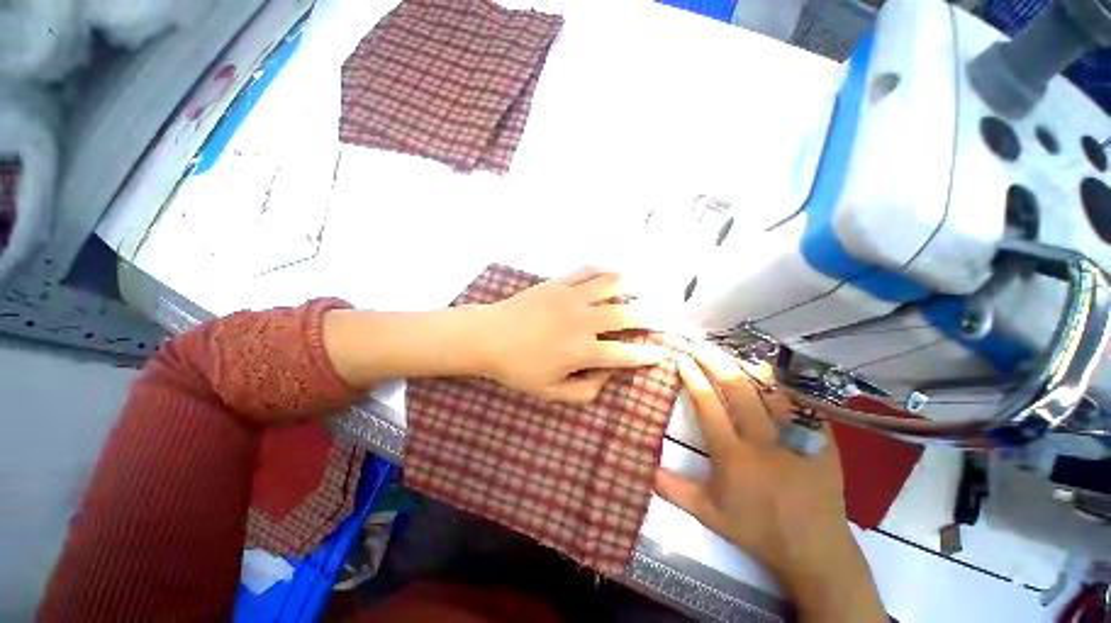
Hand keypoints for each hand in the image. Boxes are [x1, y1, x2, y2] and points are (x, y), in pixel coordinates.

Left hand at [472, 267, 668, 402]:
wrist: (487, 336)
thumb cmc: (516, 368)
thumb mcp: (549, 392)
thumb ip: (584, 391)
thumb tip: (607, 377)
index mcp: (582, 351)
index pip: (626, 355)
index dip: (648, 355)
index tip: (663, 353)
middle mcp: (583, 321)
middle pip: (628, 316)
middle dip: (653, 319)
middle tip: (666, 320)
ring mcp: (571, 297)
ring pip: (613, 286)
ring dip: (633, 289)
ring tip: (644, 293)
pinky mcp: (558, 283)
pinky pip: (588, 271)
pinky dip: (605, 272)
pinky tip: (613, 276)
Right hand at [655, 344, 884, 622]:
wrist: (815, 550)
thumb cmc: (757, 530)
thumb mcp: (708, 514)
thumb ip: (673, 489)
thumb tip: (643, 467)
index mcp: (733, 455)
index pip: (708, 404)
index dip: (692, 377)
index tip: (681, 359)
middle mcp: (762, 439)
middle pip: (737, 387)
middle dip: (714, 361)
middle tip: (699, 346)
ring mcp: (795, 437)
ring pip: (770, 389)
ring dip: (746, 366)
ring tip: (729, 353)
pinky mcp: (821, 439)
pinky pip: (800, 402)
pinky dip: (781, 384)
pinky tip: (768, 373)